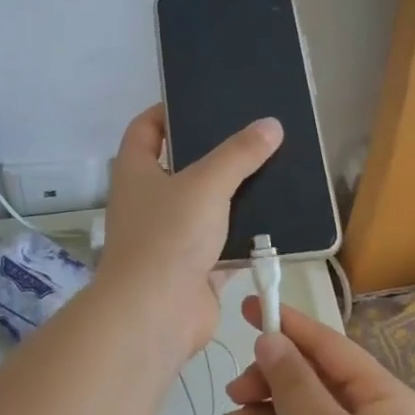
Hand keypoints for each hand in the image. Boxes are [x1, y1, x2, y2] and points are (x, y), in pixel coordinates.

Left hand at [94, 105, 282, 357]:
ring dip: (234, 196)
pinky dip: (246, 236)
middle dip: (213, 153)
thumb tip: (270, 125)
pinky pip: (224, 245)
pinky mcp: (194, 269)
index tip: (201, 101)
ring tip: (273, 171)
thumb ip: (239, 154)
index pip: (145, 129)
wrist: (156, 314)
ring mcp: (171, 238)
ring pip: (206, 208)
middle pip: (181, 167)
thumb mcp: (206, 184)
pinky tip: (278, 220)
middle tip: (252, 136)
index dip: (167, 111)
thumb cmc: (168, 236)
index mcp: (136, 172)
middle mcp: (149, 202)